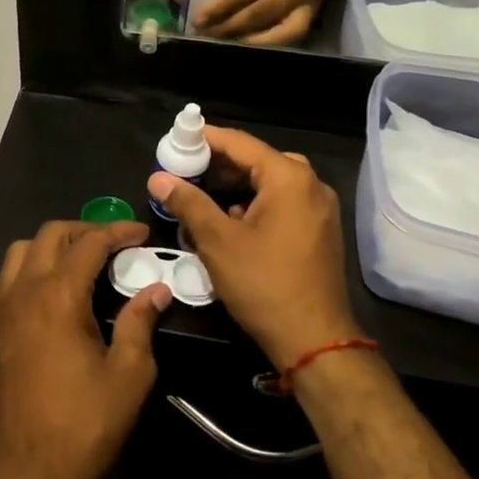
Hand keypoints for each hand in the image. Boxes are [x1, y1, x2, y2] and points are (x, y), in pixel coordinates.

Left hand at [0, 220, 170, 478]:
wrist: (31, 470)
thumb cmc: (86, 423)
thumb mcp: (129, 374)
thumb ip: (141, 323)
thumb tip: (157, 290)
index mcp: (60, 296)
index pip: (90, 243)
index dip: (118, 231)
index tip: (141, 233)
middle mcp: (26, 292)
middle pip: (50, 235)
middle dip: (84, 229)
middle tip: (114, 244)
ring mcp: (4, 310)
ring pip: (20, 251)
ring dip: (51, 245)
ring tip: (80, 260)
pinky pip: (3, 283)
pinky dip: (25, 272)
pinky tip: (44, 291)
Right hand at [148, 126, 355, 368]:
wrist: (314, 339)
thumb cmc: (263, 284)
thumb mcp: (217, 241)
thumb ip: (188, 202)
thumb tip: (158, 178)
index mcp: (289, 178)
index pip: (240, 143)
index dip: (205, 139)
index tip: (176, 140)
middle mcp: (311, 185)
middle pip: (258, 160)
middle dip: (219, 164)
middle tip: (184, 169)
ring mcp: (320, 208)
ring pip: (270, 183)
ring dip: (236, 185)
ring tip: (200, 193)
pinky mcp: (320, 230)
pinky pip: (283, 202)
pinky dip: (255, 203)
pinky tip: (230, 219)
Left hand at [192, 0, 331, 43]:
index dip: (221, 5)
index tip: (199, 18)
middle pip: (259, 10)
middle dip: (227, 24)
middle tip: (204, 31)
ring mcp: (309, 0)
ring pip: (271, 25)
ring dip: (240, 34)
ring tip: (217, 36)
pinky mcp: (312, 15)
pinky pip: (288, 36)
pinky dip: (264, 42)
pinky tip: (243, 41)